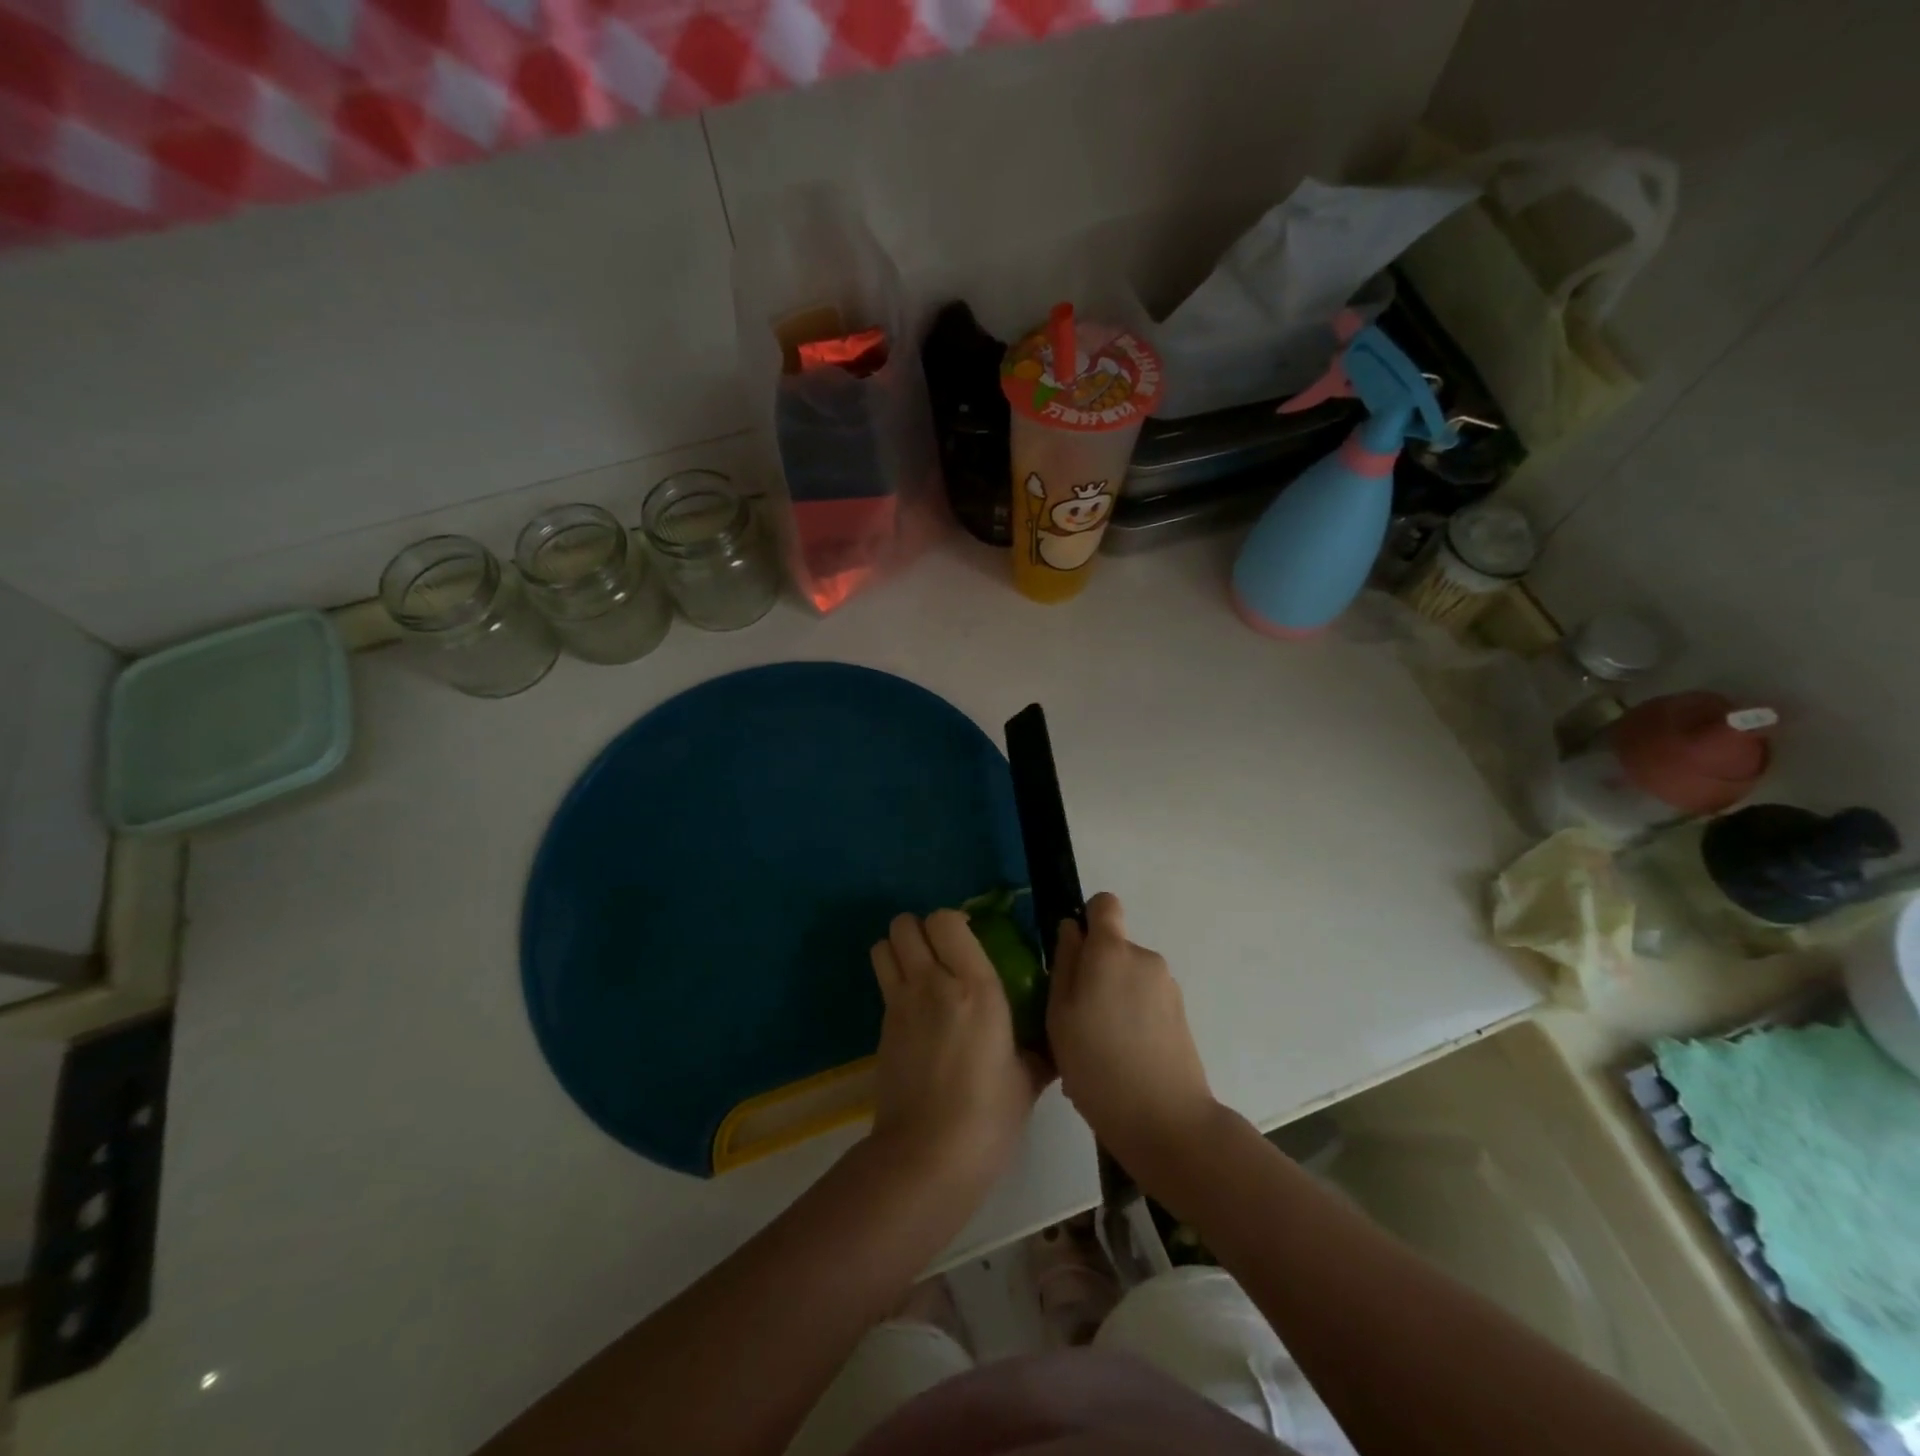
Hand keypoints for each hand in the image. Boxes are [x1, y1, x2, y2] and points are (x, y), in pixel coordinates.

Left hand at [868, 911, 1049, 1194]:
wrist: (929, 1156)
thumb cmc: (989, 1116)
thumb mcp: (1027, 1078)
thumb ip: (1038, 1048)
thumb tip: (1051, 1040)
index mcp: (975, 987)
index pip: (947, 920)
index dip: (954, 920)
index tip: (970, 937)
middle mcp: (932, 984)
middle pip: (905, 924)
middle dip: (921, 928)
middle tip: (942, 950)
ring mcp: (900, 1004)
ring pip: (883, 945)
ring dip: (900, 948)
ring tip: (922, 968)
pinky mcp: (882, 1027)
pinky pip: (883, 982)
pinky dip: (894, 980)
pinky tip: (916, 1009)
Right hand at [1048, 893, 1216, 1168]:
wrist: (1167, 1122)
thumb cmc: (1098, 1065)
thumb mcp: (1060, 1014)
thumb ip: (1064, 963)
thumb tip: (1071, 928)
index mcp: (1112, 951)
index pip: (1104, 904)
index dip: (1087, 919)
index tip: (1072, 954)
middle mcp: (1144, 958)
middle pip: (1114, 947)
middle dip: (1094, 970)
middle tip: (1075, 1018)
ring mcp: (1167, 987)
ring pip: (1127, 978)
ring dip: (1111, 998)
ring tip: (1096, 1048)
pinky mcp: (1181, 1015)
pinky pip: (1144, 1002)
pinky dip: (1130, 1019)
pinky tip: (1118, 1061)